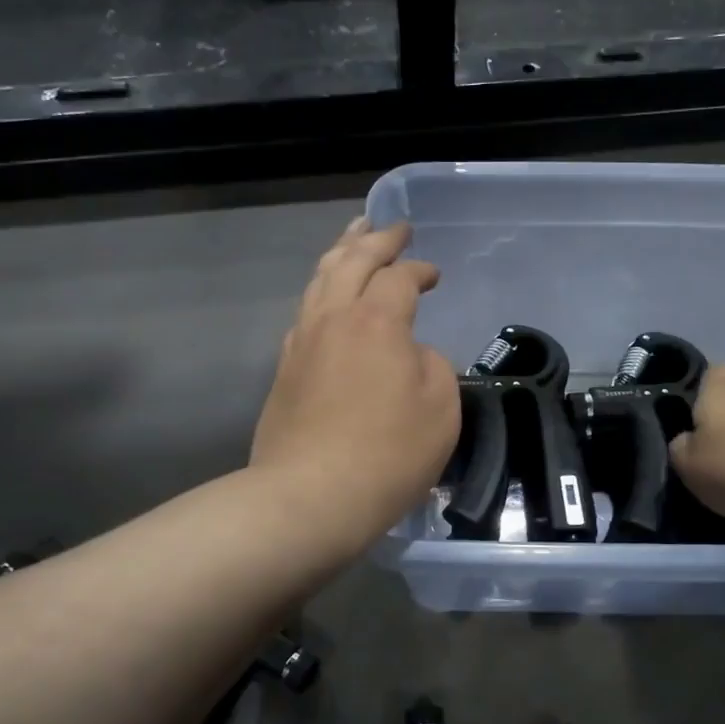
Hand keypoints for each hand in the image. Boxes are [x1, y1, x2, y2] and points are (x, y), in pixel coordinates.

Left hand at [252, 220, 460, 546]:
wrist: (309, 497)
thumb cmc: (387, 454)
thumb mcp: (440, 409)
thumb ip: (431, 365)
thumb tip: (409, 353)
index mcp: (377, 321)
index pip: (399, 278)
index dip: (418, 270)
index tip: (433, 274)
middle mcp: (334, 318)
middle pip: (352, 261)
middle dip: (375, 239)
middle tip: (393, 226)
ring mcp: (302, 341)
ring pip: (320, 280)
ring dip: (340, 252)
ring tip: (352, 235)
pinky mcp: (285, 368)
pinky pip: (305, 310)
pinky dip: (321, 289)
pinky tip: (327, 296)